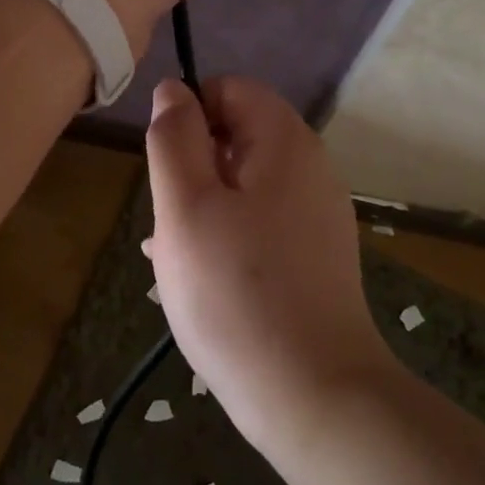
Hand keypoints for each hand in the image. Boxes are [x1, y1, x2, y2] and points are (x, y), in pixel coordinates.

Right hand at [143, 76, 396, 453]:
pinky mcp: (315, 252)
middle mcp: (310, 166)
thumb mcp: (185, 206)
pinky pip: (260, 219)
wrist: (313, 395)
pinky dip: (226, 232)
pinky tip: (202, 276)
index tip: (167, 170)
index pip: (229, 89)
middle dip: (193, 166)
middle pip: (236, 134)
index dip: (189, 116)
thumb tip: (172, 90)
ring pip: (242, 181)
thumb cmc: (235, 292)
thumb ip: (173, 137)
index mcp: (285, 141)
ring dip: (203, 204)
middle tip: (171, 222)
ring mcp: (317, 212)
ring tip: (177, 257)